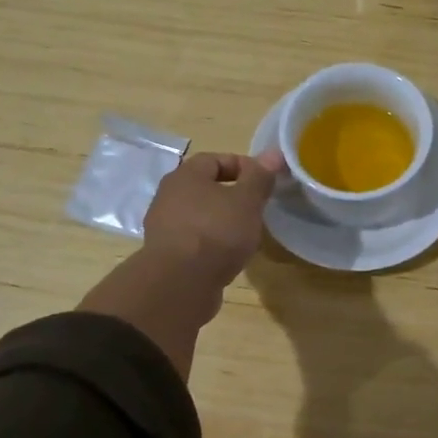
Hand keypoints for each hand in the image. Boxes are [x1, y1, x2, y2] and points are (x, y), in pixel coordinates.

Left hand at [142, 150, 283, 288]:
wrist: (180, 284)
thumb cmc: (216, 233)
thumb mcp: (246, 201)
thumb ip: (259, 177)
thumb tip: (273, 153)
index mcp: (185, 176)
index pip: (214, 159)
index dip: (242, 165)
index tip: (264, 181)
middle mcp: (168, 196)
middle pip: (204, 187)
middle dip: (232, 194)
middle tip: (256, 207)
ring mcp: (164, 226)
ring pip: (198, 214)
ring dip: (221, 220)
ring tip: (244, 233)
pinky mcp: (166, 254)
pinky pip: (193, 239)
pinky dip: (211, 242)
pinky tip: (227, 255)